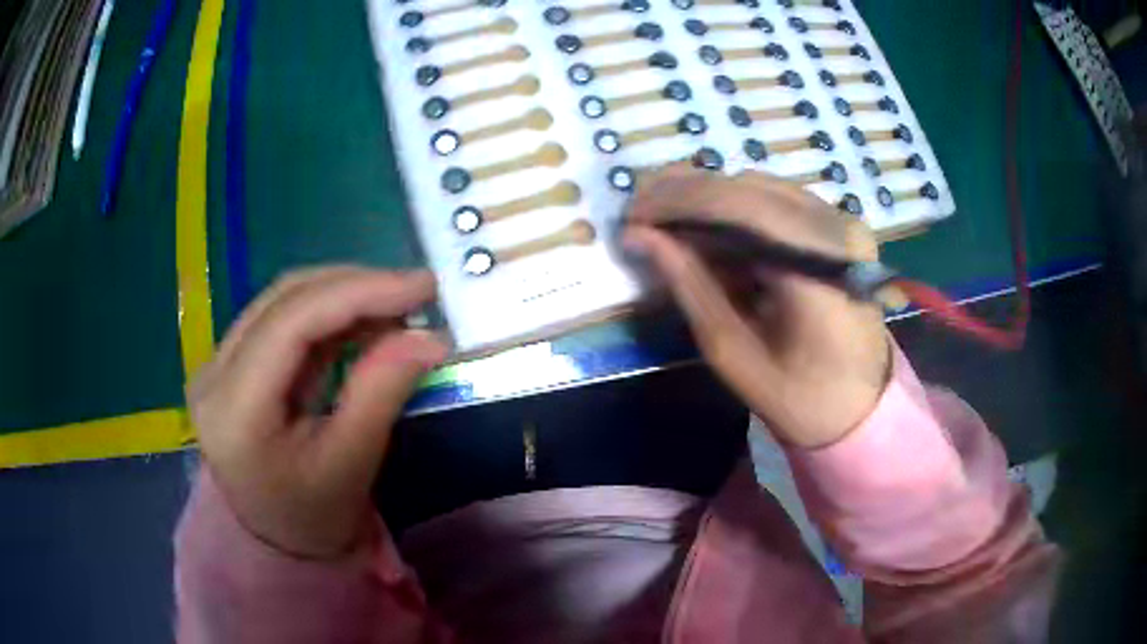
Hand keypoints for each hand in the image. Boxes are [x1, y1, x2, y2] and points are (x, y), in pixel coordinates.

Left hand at [188, 267, 447, 557]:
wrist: (276, 539)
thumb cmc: (313, 517)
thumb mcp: (350, 465)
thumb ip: (381, 392)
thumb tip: (431, 338)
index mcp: (234, 409)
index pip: (291, 323)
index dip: (358, 293)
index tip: (422, 287)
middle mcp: (215, 373)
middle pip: (285, 299)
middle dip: (356, 287)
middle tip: (417, 292)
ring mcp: (219, 362)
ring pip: (284, 299)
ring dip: (344, 294)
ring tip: (397, 307)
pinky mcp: (234, 361)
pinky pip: (284, 316)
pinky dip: (331, 312)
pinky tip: (365, 320)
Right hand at [625, 165, 889, 447]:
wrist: (862, 407)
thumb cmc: (799, 398)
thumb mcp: (734, 353)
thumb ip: (690, 286)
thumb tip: (641, 236)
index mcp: (820, 273)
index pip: (743, 207)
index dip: (680, 199)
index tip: (632, 213)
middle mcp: (839, 232)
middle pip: (750, 188)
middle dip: (687, 194)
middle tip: (640, 213)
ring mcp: (844, 224)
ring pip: (761, 188)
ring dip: (709, 200)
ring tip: (667, 225)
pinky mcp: (839, 227)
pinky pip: (777, 202)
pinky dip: (736, 210)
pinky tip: (710, 232)